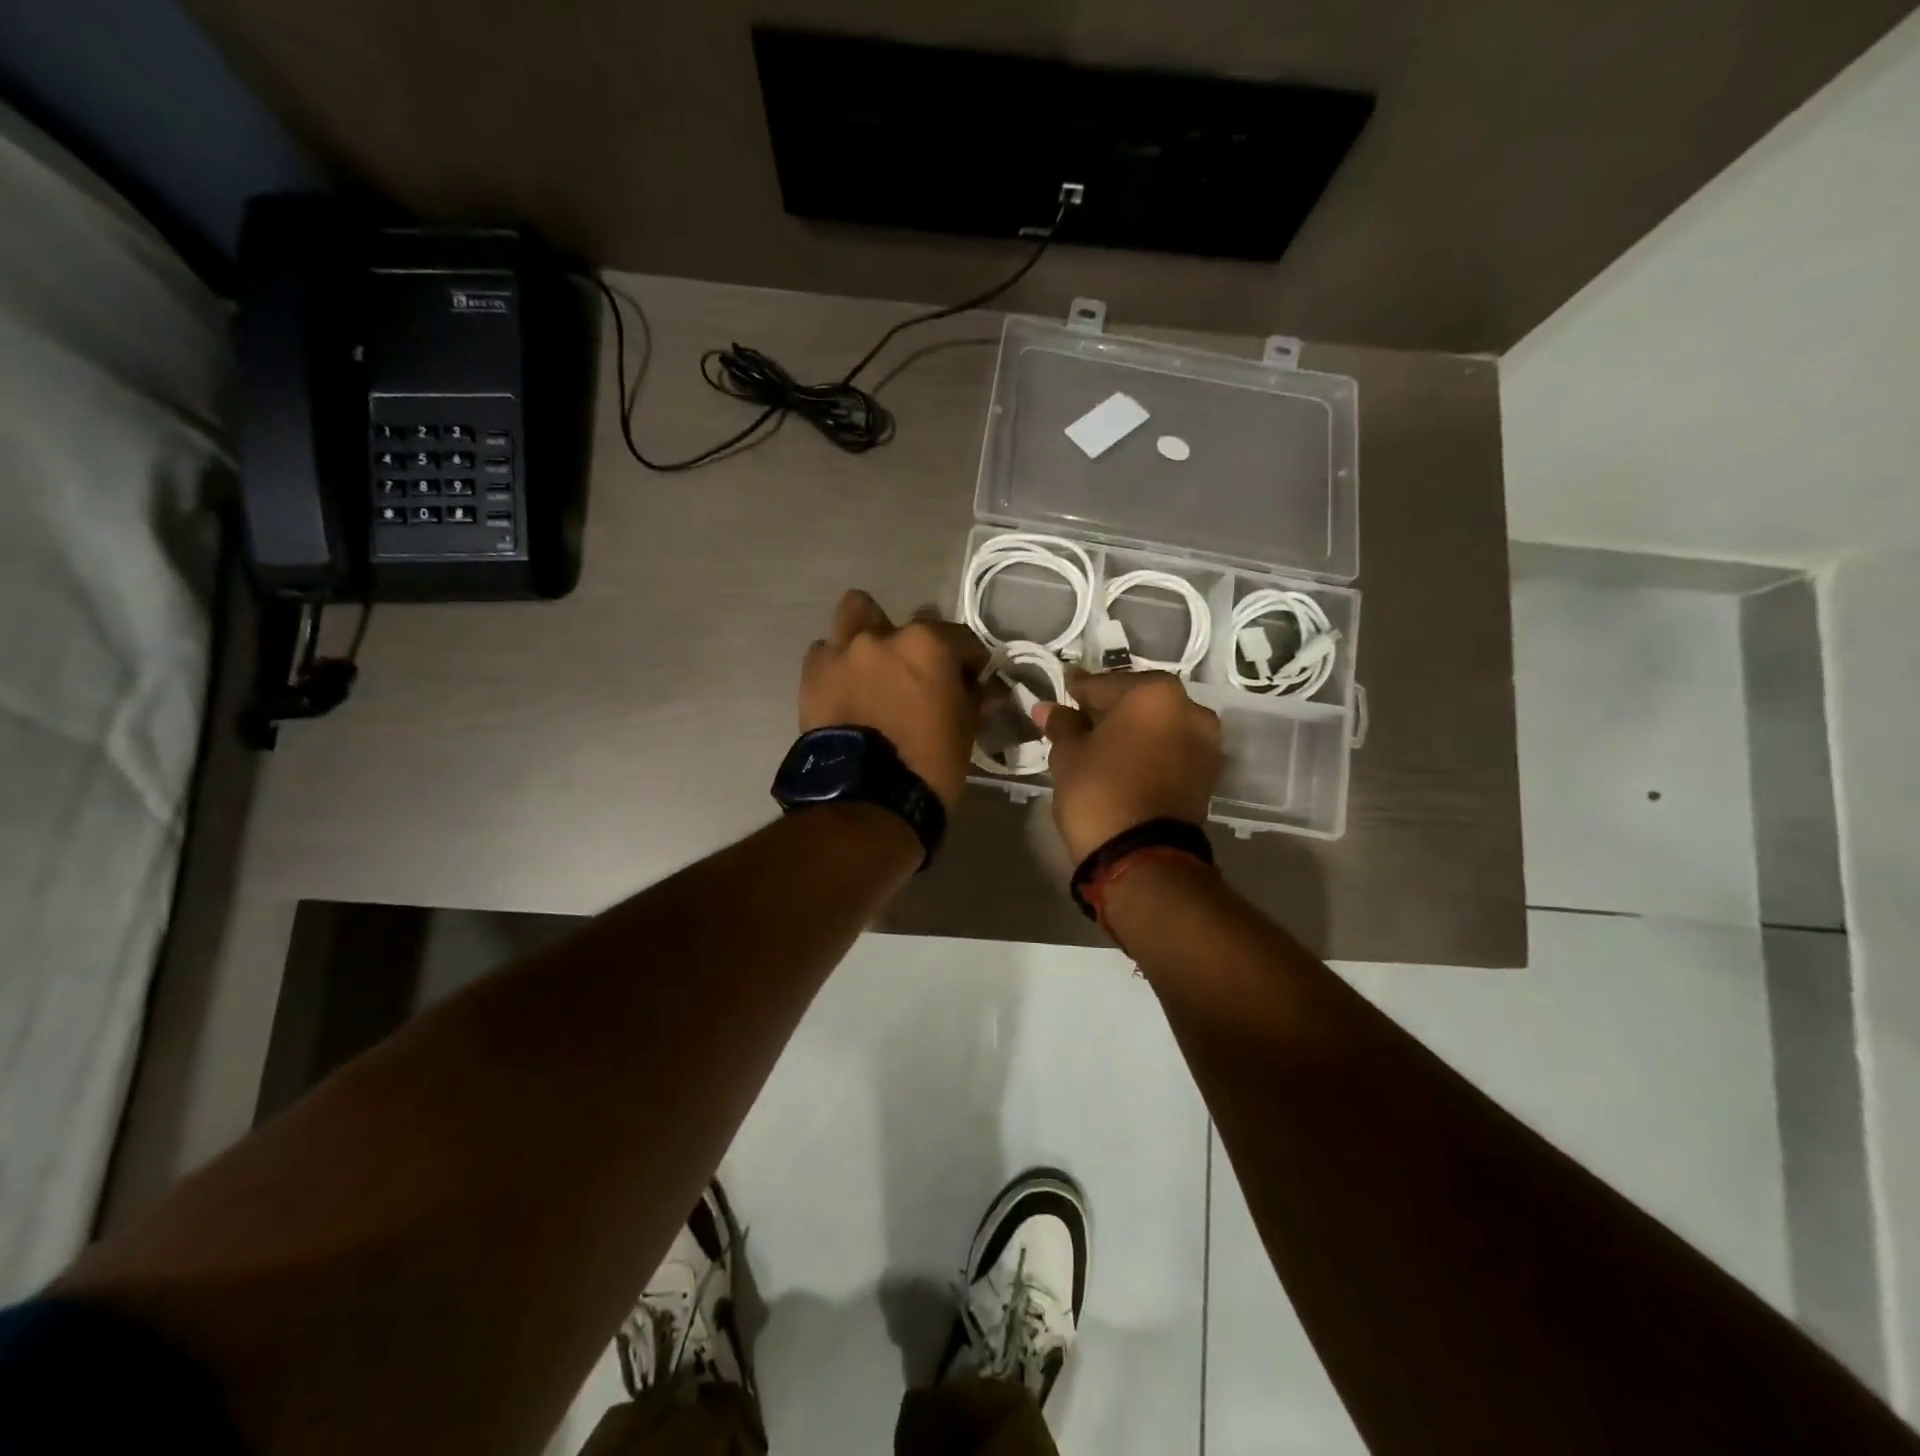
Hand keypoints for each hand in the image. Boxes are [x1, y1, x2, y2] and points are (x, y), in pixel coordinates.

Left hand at [800, 590, 988, 809]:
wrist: (867, 799)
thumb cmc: (928, 764)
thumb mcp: (965, 731)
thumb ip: (972, 698)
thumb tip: (982, 688)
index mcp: (928, 645)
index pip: (961, 639)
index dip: (971, 661)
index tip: (973, 680)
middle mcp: (883, 636)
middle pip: (905, 623)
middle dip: (914, 643)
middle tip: (916, 675)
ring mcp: (842, 652)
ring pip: (854, 615)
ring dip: (867, 633)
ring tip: (873, 666)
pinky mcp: (812, 675)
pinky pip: (825, 653)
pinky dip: (838, 665)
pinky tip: (845, 688)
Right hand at [1035, 669, 1223, 862]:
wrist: (1144, 858)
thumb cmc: (1100, 792)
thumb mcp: (1069, 755)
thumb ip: (1062, 724)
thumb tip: (1047, 708)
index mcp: (1154, 693)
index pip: (1103, 685)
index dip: (1078, 693)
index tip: (1062, 697)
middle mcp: (1189, 708)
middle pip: (1137, 702)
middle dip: (1109, 712)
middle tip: (1079, 725)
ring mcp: (1206, 742)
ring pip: (1157, 726)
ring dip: (1132, 732)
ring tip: (1102, 749)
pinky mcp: (1209, 774)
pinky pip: (1171, 750)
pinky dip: (1150, 752)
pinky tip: (1125, 765)